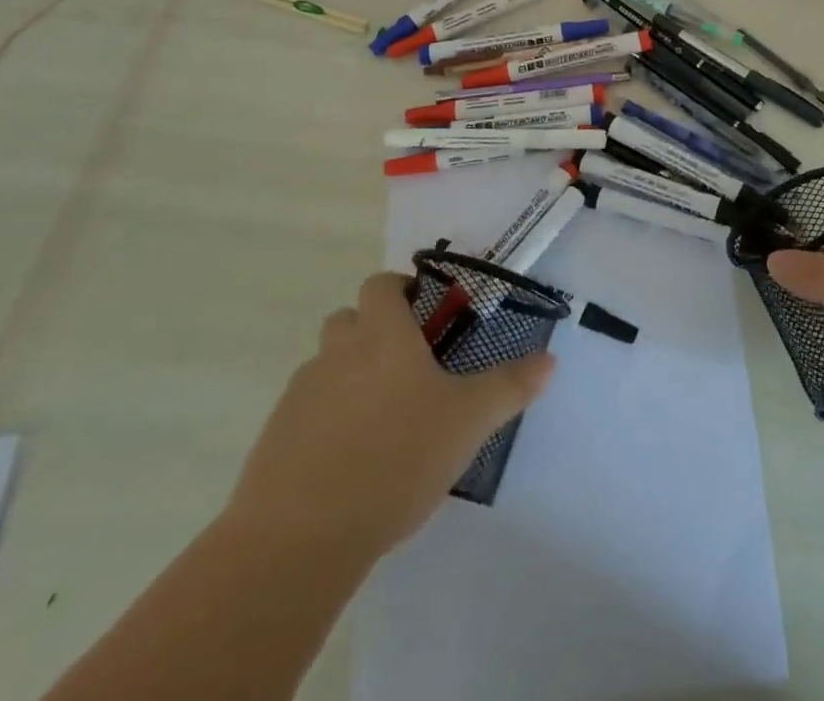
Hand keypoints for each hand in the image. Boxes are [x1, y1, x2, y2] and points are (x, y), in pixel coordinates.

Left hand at [224, 271, 555, 556]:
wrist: (299, 539)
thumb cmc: (396, 458)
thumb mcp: (469, 421)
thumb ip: (511, 385)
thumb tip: (550, 359)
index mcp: (381, 334)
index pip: (380, 284)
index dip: (401, 290)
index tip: (426, 316)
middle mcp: (336, 352)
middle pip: (349, 320)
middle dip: (375, 333)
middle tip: (410, 370)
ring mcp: (299, 396)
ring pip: (327, 367)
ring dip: (350, 377)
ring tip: (384, 422)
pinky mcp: (274, 440)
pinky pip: (305, 413)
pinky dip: (326, 422)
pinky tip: (350, 463)